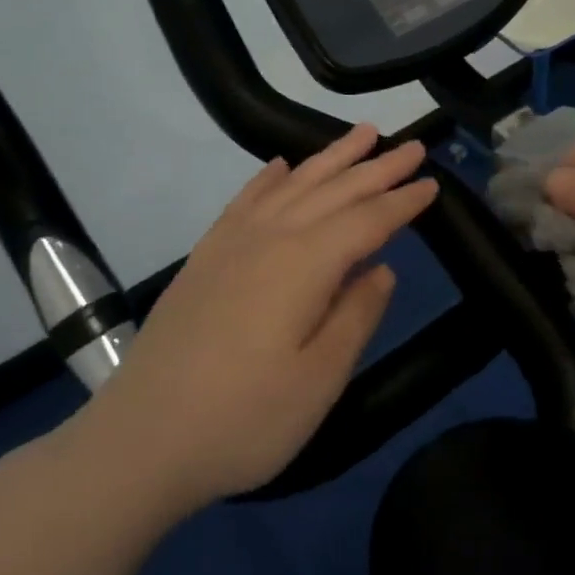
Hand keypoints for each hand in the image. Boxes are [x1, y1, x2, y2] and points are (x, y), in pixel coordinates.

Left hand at [80, 125, 437, 511]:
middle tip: (411, 145)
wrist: (141, 440)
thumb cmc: (244, 419)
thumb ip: (355, 316)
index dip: (402, 201)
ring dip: (329, 159)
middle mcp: (269, 238)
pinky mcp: (204, 258)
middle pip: (332, 191)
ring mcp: (230, 244)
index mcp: (304, 265)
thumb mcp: (319, 380)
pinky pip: (244, 201)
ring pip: (291, 185)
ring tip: (360, 134)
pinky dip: (268, 178)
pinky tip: (281, 167)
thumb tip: (382, 269)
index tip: (432, 183)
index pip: (366, 220)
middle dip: (376, 167)